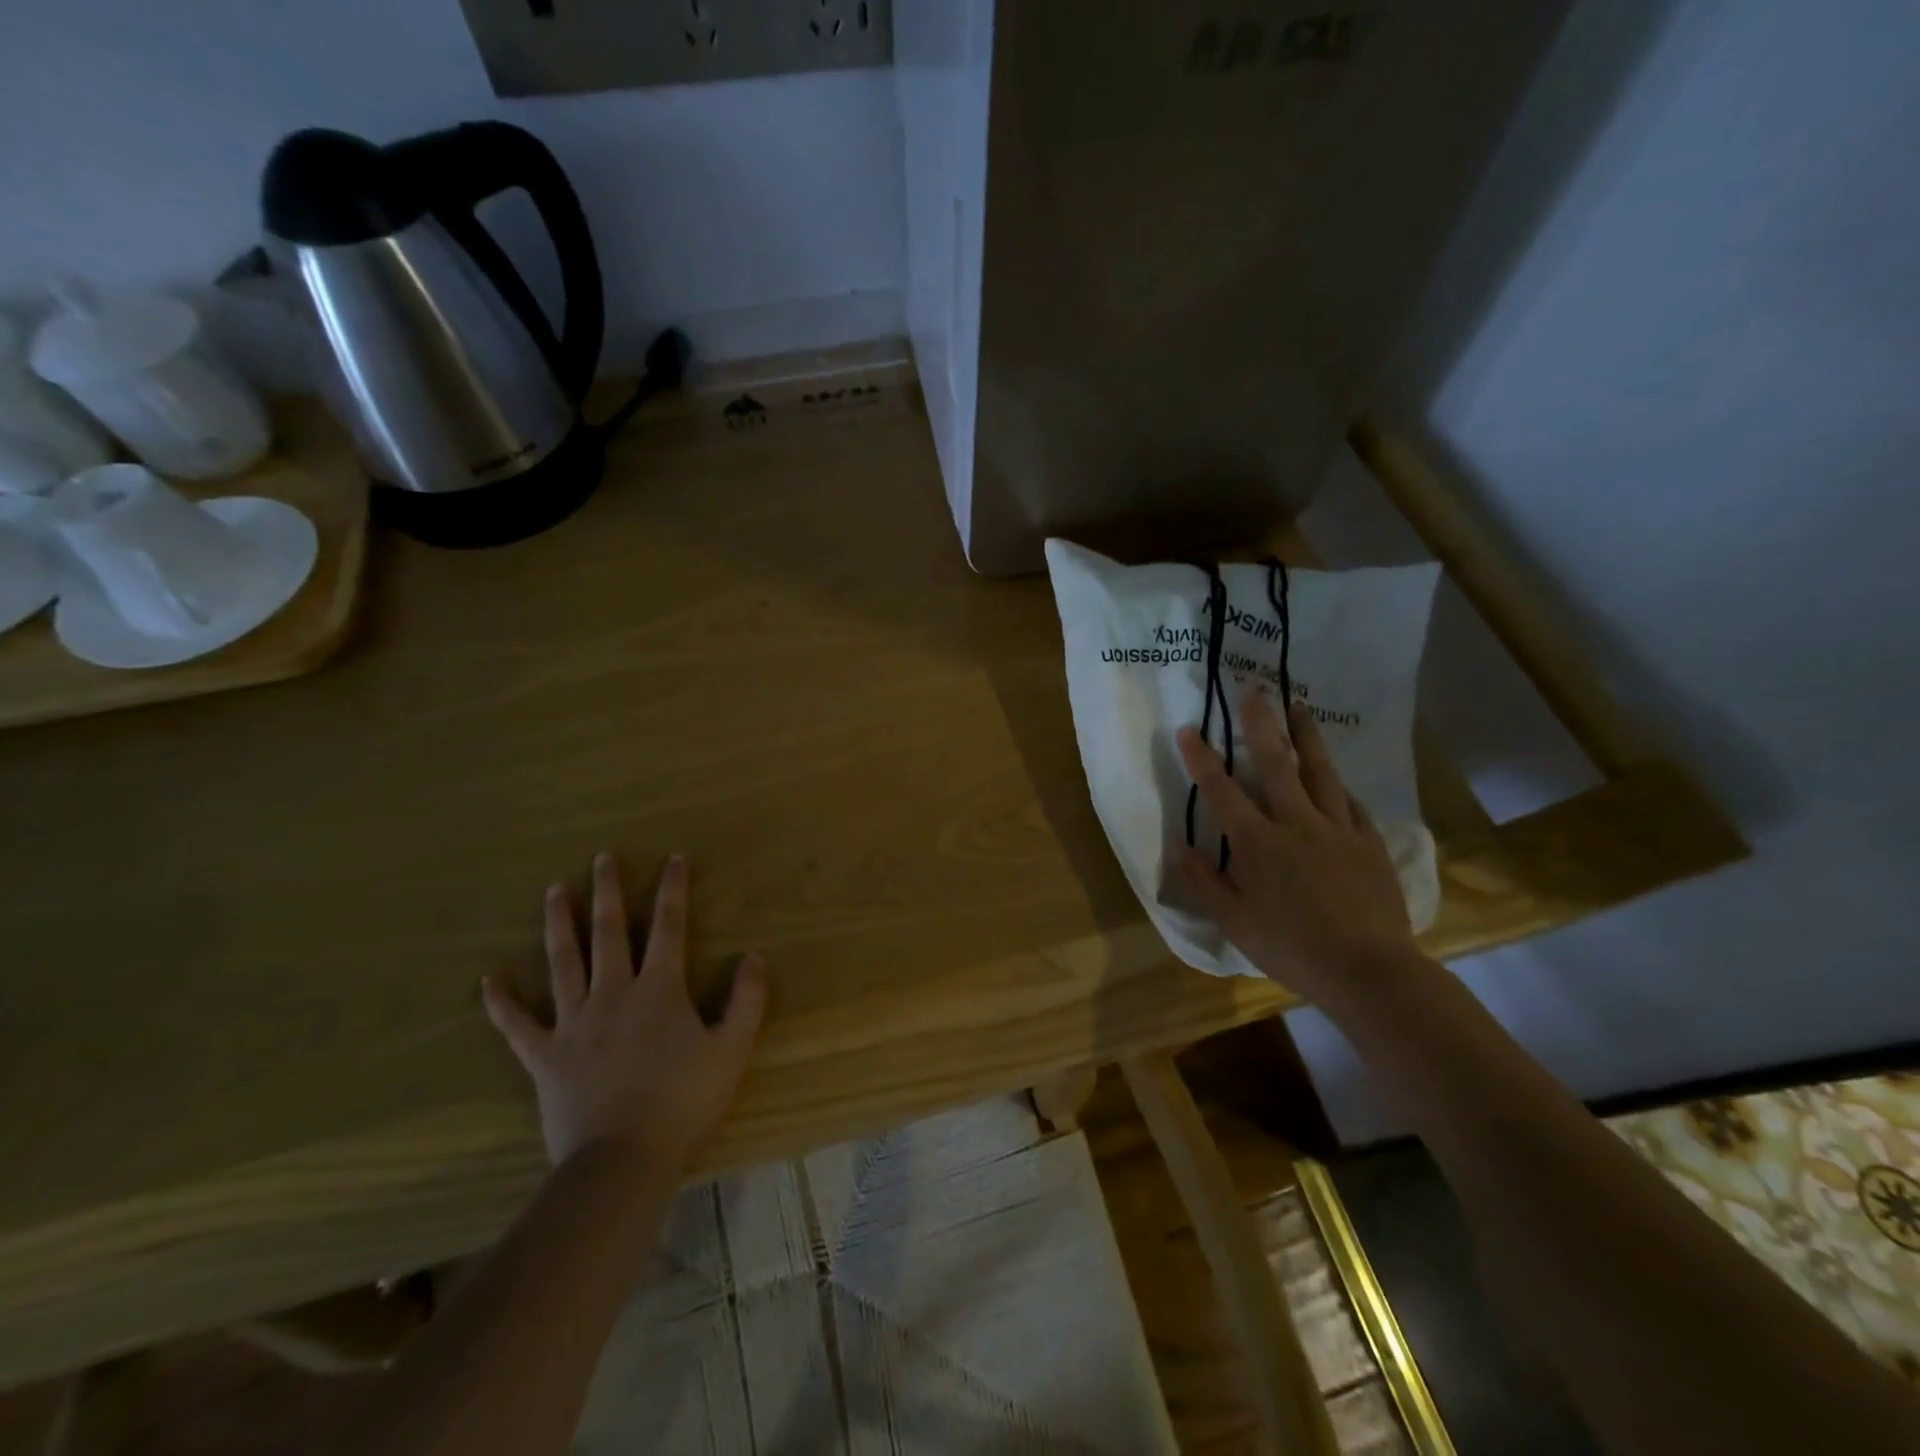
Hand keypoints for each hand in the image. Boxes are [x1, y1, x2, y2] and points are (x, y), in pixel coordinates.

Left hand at [481, 852, 766, 1174]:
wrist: (622, 1160)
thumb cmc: (683, 1102)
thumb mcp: (732, 1049)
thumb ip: (746, 1000)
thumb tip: (752, 956)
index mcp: (659, 990)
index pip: (669, 927)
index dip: (673, 890)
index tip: (672, 859)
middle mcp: (614, 993)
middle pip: (610, 932)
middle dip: (609, 891)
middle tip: (602, 858)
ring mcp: (574, 1023)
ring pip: (564, 962)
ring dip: (560, 923)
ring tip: (554, 891)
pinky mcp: (545, 1056)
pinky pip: (517, 1024)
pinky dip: (501, 1001)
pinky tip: (489, 978)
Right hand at [1175, 688, 1424, 1012]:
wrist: (1369, 970)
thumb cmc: (1292, 948)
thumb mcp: (1234, 922)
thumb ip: (1204, 881)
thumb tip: (1177, 846)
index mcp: (1258, 842)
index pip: (1222, 791)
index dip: (1201, 758)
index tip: (1187, 729)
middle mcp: (1296, 823)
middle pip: (1275, 762)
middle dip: (1259, 722)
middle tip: (1252, 687)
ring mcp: (1338, 829)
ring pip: (1320, 771)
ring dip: (1306, 736)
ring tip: (1299, 706)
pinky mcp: (1369, 843)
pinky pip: (1352, 804)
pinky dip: (1339, 786)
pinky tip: (1338, 778)